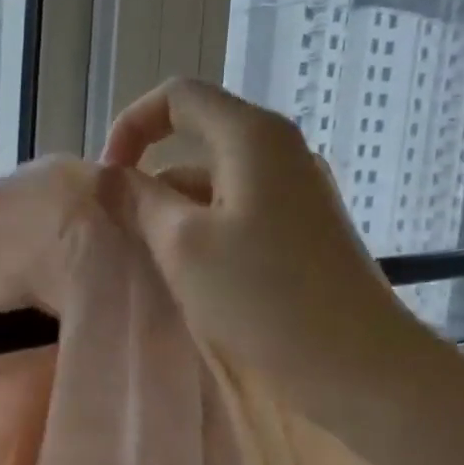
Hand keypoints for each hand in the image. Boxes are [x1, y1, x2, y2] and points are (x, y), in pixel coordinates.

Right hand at [100, 78, 430, 425]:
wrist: (356, 366)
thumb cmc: (262, 297)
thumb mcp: (182, 244)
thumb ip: (139, 200)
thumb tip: (110, 177)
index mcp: (253, 137)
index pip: (177, 98)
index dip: (130, 127)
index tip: (107, 181)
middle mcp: (279, 153)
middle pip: (196, 141)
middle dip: (148, 178)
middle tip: (117, 230)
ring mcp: (295, 194)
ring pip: (214, 185)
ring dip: (172, 213)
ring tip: (145, 262)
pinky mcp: (301, 233)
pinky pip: (236, 215)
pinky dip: (201, 234)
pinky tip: (186, 279)